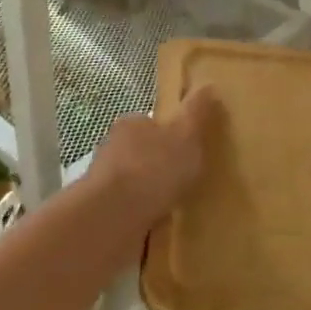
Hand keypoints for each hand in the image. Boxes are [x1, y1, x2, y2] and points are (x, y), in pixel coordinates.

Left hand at [88, 86, 218, 231]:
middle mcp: (112, 149)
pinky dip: (142, 215)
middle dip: (159, 166)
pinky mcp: (102, 212)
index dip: (171, 134)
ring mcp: (104, 182)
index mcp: (131, 124)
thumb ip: (197, 112)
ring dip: (149, 194)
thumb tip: (208, 84)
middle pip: (141, 153)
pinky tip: (158, 225)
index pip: (151, 123)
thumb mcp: (186, 135)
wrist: (112, 217)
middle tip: (186, 180)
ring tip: (175, 207)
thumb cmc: (153, 168)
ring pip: (133, 183)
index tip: (188, 150)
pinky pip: (129, 210)